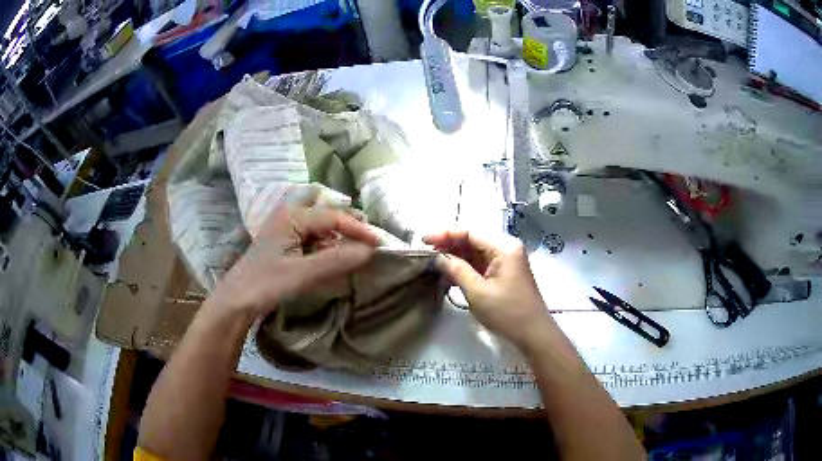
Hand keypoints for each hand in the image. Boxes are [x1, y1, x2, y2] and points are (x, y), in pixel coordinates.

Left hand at [207, 206, 378, 318]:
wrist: (237, 301)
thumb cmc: (265, 284)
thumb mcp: (302, 274)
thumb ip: (337, 260)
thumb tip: (370, 252)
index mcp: (292, 216)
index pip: (333, 217)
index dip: (359, 230)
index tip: (380, 244)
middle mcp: (290, 216)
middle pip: (329, 216)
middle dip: (351, 227)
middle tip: (372, 244)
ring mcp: (288, 229)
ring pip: (323, 228)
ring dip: (341, 238)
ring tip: (360, 252)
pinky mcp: (287, 244)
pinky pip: (315, 239)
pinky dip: (329, 247)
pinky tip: (338, 259)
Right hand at [423, 230, 555, 351]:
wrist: (533, 334)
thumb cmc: (507, 312)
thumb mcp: (478, 292)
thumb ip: (456, 270)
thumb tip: (437, 257)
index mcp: (504, 247)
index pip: (470, 232)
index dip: (445, 234)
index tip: (423, 240)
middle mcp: (506, 249)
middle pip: (472, 240)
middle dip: (448, 245)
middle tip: (425, 252)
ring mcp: (505, 262)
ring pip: (474, 253)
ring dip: (454, 258)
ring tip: (431, 263)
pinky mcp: (503, 274)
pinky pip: (480, 265)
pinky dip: (464, 269)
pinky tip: (447, 274)